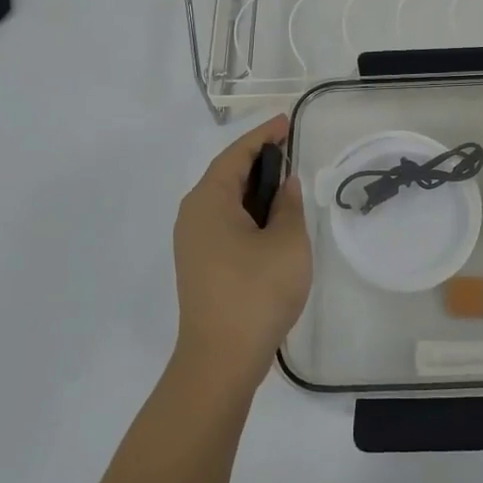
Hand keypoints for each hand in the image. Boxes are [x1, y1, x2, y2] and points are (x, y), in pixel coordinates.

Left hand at [171, 115, 311, 393]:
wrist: (220, 360)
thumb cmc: (256, 292)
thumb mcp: (287, 242)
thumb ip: (288, 205)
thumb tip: (285, 185)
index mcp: (208, 201)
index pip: (236, 155)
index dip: (262, 136)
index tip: (285, 122)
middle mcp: (193, 215)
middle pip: (225, 174)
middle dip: (257, 159)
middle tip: (290, 149)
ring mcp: (192, 242)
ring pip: (224, 200)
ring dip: (252, 188)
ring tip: (285, 182)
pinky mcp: (199, 264)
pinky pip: (223, 221)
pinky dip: (246, 211)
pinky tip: (270, 221)